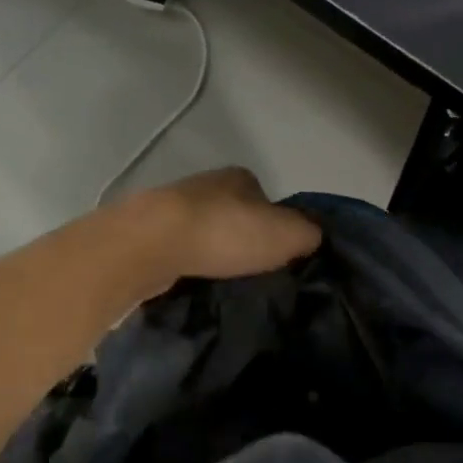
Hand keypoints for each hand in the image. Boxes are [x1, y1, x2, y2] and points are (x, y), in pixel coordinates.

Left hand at [127, 168, 320, 282]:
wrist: (153, 244)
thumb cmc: (227, 233)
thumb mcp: (288, 234)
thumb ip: (309, 233)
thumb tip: (312, 238)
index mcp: (241, 178)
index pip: (268, 201)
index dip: (277, 228)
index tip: (278, 258)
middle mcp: (207, 185)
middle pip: (235, 216)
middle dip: (243, 241)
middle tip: (253, 275)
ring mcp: (174, 207)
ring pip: (205, 233)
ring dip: (214, 254)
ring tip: (225, 284)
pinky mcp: (149, 232)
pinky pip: (180, 250)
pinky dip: (189, 264)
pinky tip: (195, 283)